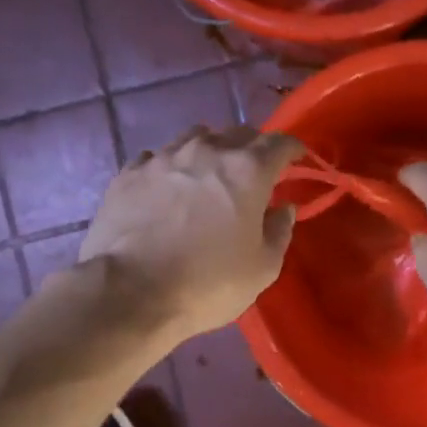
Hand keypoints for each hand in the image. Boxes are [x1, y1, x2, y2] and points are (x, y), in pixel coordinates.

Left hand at [79, 126, 304, 341]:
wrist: (129, 293)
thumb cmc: (207, 284)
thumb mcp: (262, 269)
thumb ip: (279, 231)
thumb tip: (282, 208)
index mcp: (247, 171)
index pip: (280, 143)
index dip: (293, 149)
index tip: (297, 159)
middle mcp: (207, 151)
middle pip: (239, 133)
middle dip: (254, 148)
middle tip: (256, 172)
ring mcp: (164, 158)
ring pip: (196, 137)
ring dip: (211, 150)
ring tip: (209, 174)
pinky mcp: (129, 173)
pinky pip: (159, 157)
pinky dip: (172, 167)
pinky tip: (168, 187)